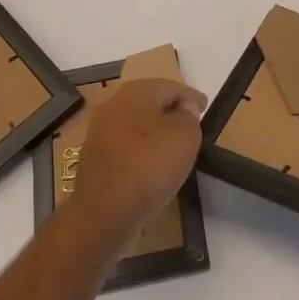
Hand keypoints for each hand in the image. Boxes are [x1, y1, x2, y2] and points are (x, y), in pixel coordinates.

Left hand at [67, 79, 206, 245]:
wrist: (103, 213)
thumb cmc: (149, 165)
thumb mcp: (185, 136)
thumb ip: (189, 116)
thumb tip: (184, 109)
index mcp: (135, 91)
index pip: (170, 86)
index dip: (191, 96)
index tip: (205, 107)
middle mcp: (113, 104)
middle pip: (149, 102)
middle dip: (170, 111)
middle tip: (190, 125)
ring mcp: (99, 132)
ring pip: (134, 126)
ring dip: (153, 133)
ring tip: (173, 148)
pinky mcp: (93, 160)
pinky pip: (124, 148)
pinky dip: (140, 152)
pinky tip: (151, 167)